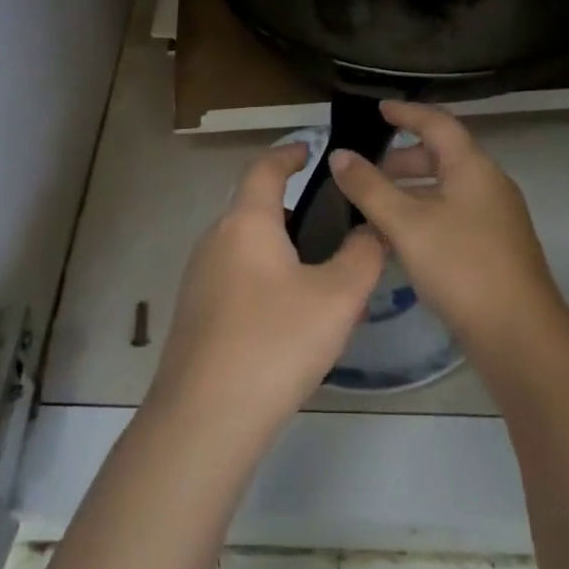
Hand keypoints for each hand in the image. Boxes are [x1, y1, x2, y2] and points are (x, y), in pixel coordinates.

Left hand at [148, 143, 384, 444]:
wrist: (205, 419)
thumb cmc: (275, 342)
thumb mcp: (337, 298)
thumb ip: (363, 256)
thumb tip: (373, 230)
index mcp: (246, 222)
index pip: (264, 168)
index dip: (288, 153)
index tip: (310, 148)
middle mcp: (215, 239)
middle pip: (253, 206)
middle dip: (291, 207)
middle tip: (332, 222)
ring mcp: (199, 277)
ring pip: (246, 246)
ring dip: (281, 247)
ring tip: (321, 274)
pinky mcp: (195, 313)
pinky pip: (236, 277)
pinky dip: (265, 277)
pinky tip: (291, 315)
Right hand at [330, 102, 564, 358]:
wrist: (521, 337)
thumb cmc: (462, 267)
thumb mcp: (407, 224)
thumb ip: (369, 188)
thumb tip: (339, 154)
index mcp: (473, 167)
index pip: (437, 123)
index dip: (407, 113)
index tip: (379, 109)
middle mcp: (489, 184)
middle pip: (442, 157)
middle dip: (403, 160)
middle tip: (368, 171)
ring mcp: (496, 218)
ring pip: (446, 190)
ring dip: (410, 193)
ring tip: (374, 210)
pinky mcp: (496, 248)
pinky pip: (453, 216)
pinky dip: (424, 217)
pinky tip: (400, 243)